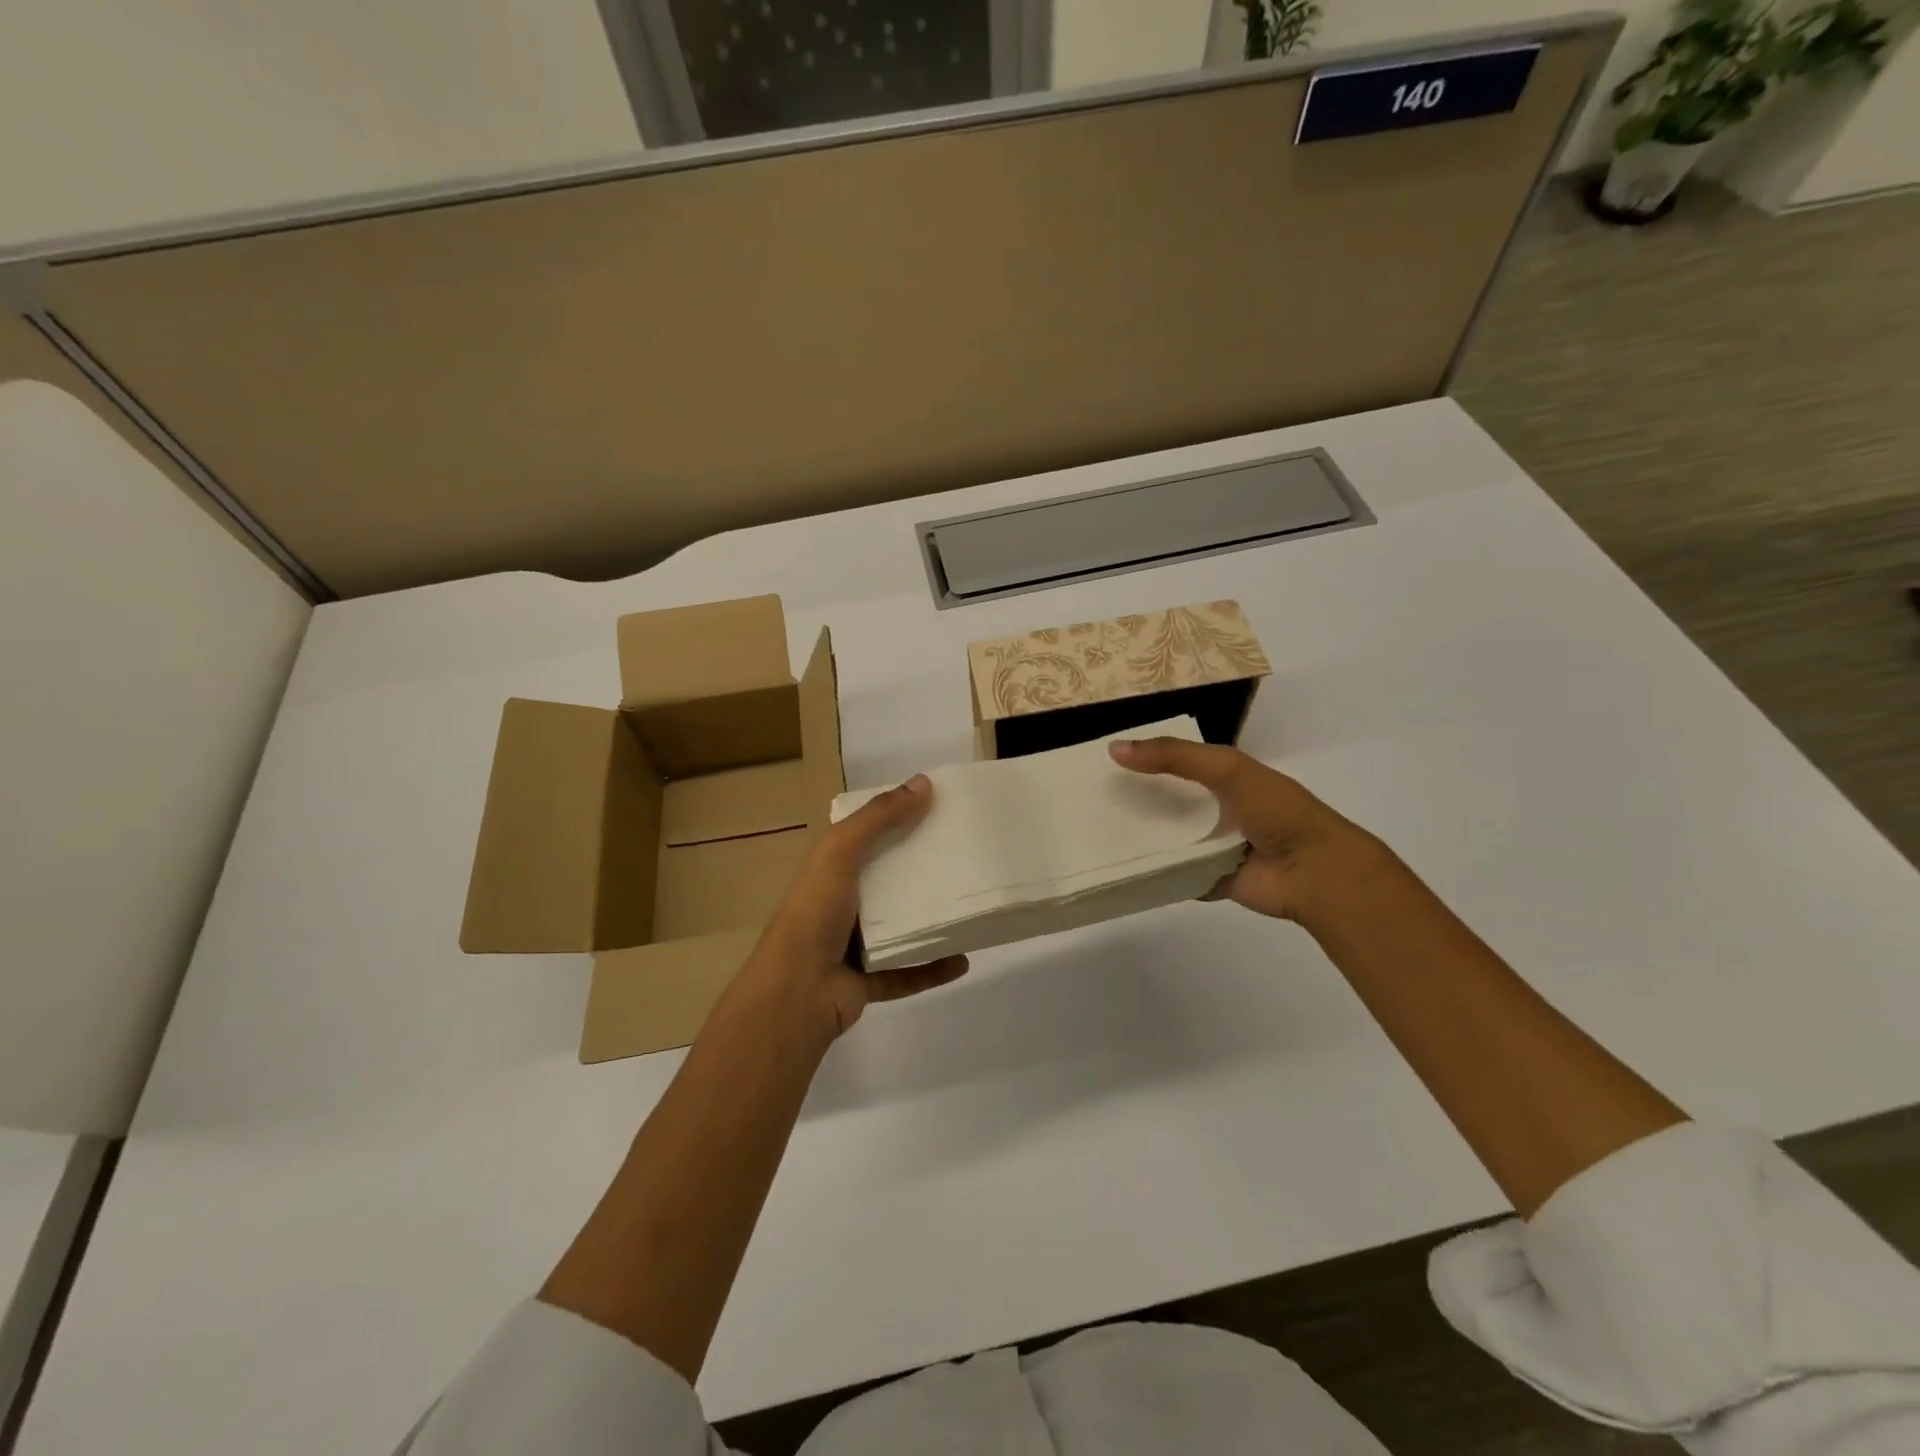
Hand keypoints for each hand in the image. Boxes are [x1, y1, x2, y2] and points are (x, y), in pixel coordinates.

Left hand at [738, 774, 968, 1038]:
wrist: (794, 994)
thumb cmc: (814, 914)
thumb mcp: (840, 852)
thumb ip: (879, 818)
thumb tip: (924, 783)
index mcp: (830, 870)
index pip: (865, 837)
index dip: (895, 820)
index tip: (936, 808)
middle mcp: (841, 904)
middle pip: (888, 880)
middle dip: (921, 868)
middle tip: (963, 853)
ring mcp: (854, 945)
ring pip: (900, 927)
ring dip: (930, 918)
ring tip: (968, 904)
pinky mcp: (868, 981)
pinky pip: (908, 972)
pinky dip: (933, 968)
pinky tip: (963, 959)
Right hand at [1109, 737, 1375, 921]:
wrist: (1314, 871)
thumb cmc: (1275, 810)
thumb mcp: (1226, 768)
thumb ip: (1174, 757)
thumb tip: (1114, 749)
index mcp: (1224, 779)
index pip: (1176, 763)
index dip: (1144, 759)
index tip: (1102, 760)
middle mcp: (1215, 811)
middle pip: (1166, 803)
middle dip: (1135, 800)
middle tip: (1088, 799)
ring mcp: (1212, 847)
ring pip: (1166, 840)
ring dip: (1139, 837)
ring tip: (1092, 832)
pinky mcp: (1207, 879)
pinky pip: (1172, 874)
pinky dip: (1151, 872)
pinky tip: (1116, 867)